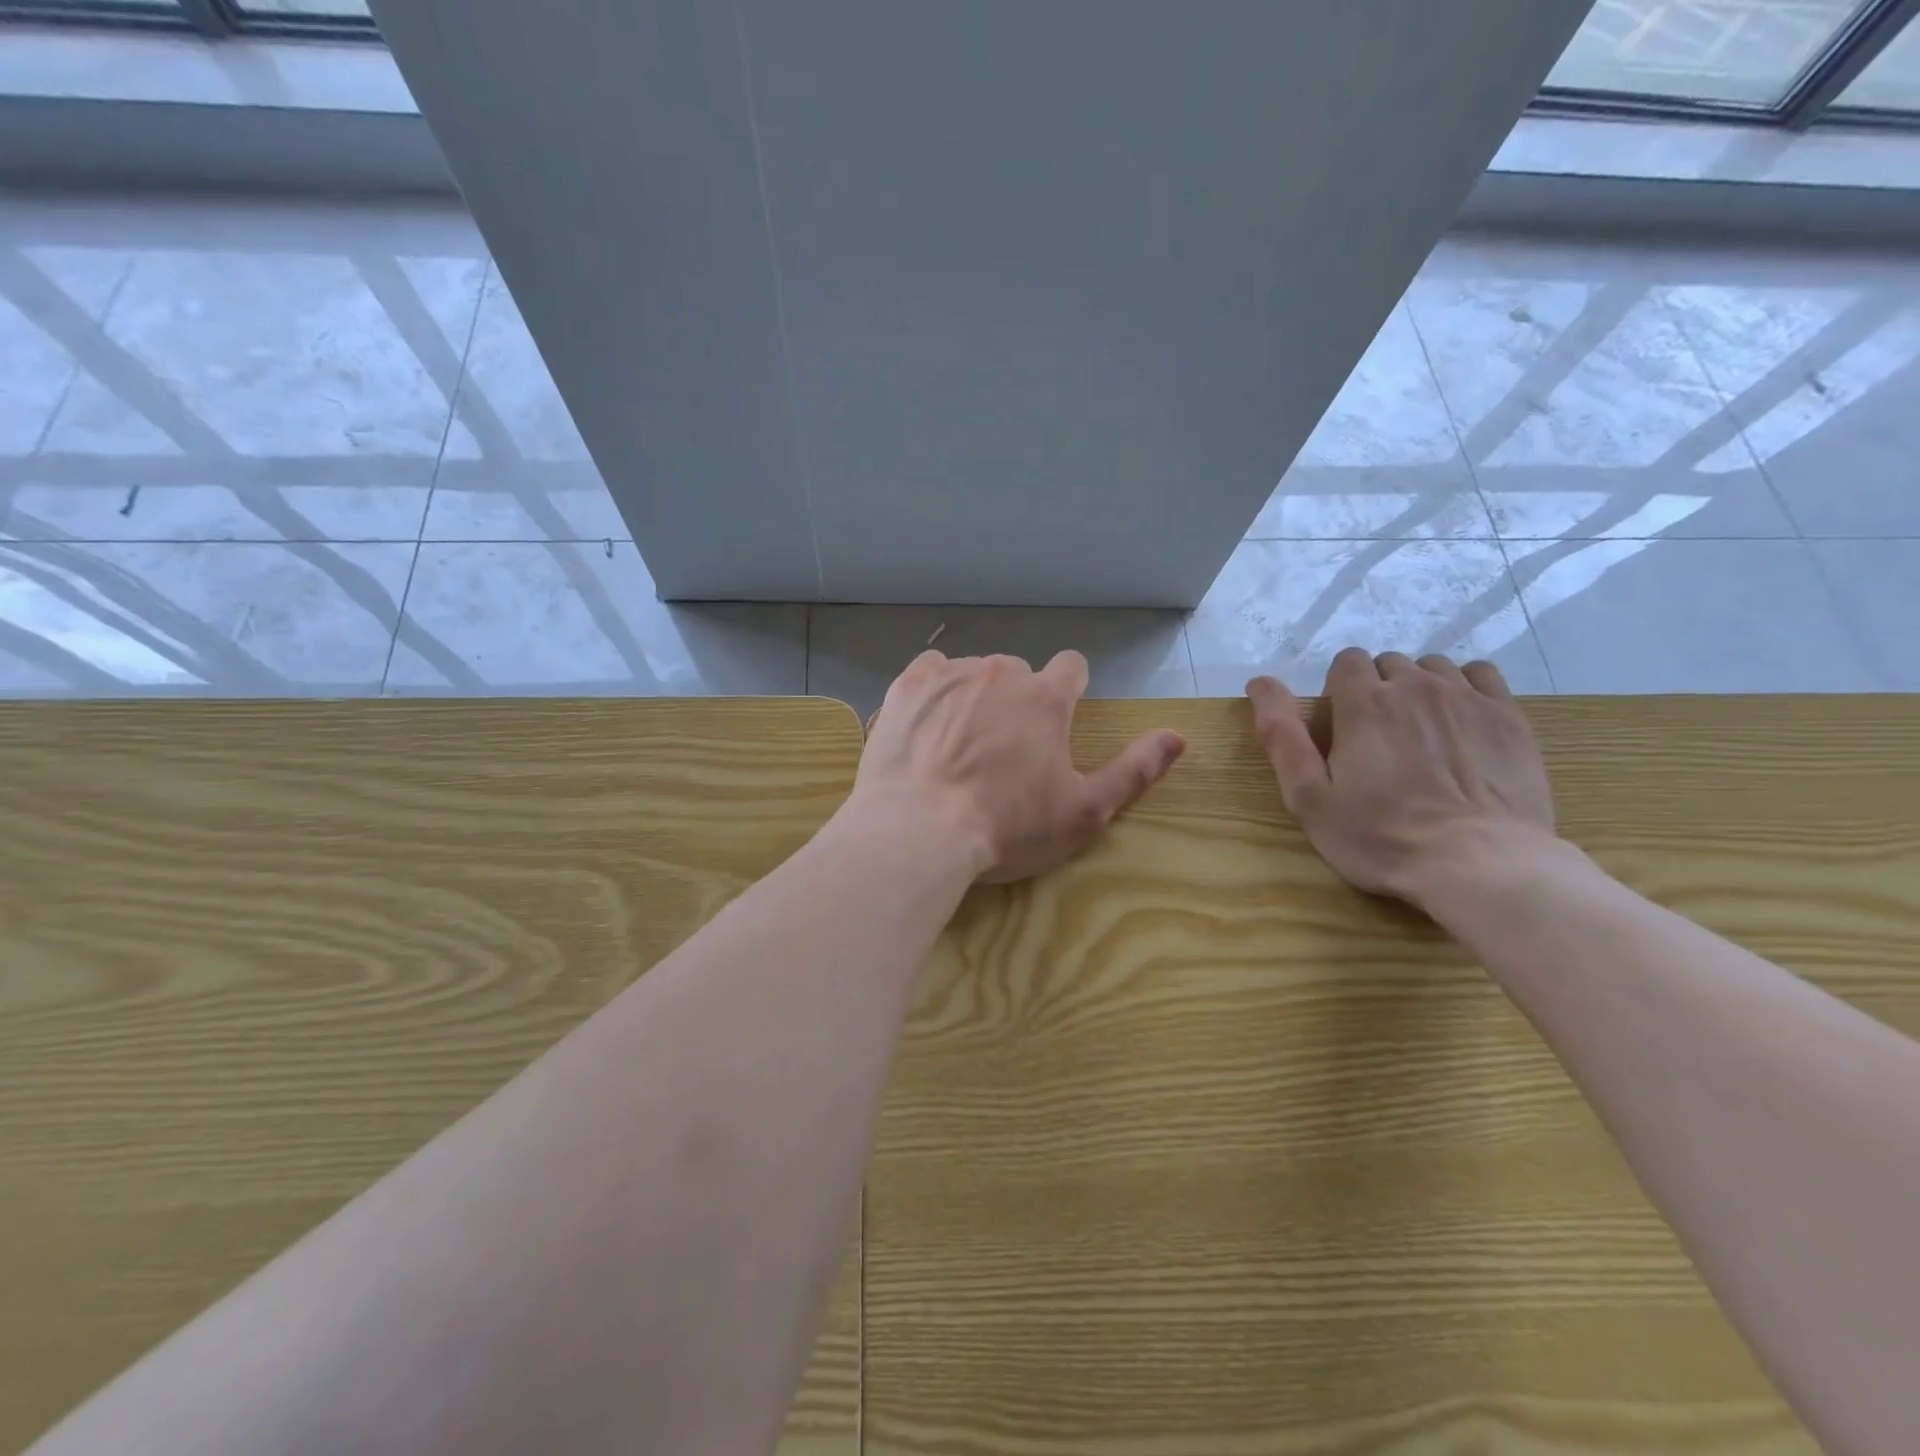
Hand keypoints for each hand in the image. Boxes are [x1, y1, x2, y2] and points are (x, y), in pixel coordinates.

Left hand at [851, 650, 1184, 883]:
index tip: (1054, 726)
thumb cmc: (1007, 826)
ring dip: (975, 699)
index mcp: (1047, 697)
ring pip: (974, 674)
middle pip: (1020, 674)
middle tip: (1002, 753)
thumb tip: (1178, 736)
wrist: (918, 831)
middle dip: (1017, 703)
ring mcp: (951, 674)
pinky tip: (928, 726)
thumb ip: (1134, 769)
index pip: (1072, 668)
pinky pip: (930, 671)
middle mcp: (1001, 672)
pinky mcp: (907, 686)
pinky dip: (935, 692)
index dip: (1068, 693)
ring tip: (958, 748)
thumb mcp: (1084, 811)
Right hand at [1247, 649, 1555, 906]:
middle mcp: (1414, 687)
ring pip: (1432, 667)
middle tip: (1379, 740)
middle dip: (1378, 690)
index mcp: (1363, 704)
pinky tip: (1460, 721)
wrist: (1478, 863)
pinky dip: (1463, 687)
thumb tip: (1260, 682)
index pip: (1346, 662)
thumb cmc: (1380, 836)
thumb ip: (1281, 735)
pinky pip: (1480, 675)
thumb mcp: (1309, 797)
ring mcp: (1467, 697)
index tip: (1342, 729)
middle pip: (1388, 664)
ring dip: (1419, 689)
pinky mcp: (1508, 716)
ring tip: (1420, 733)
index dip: (1339, 691)